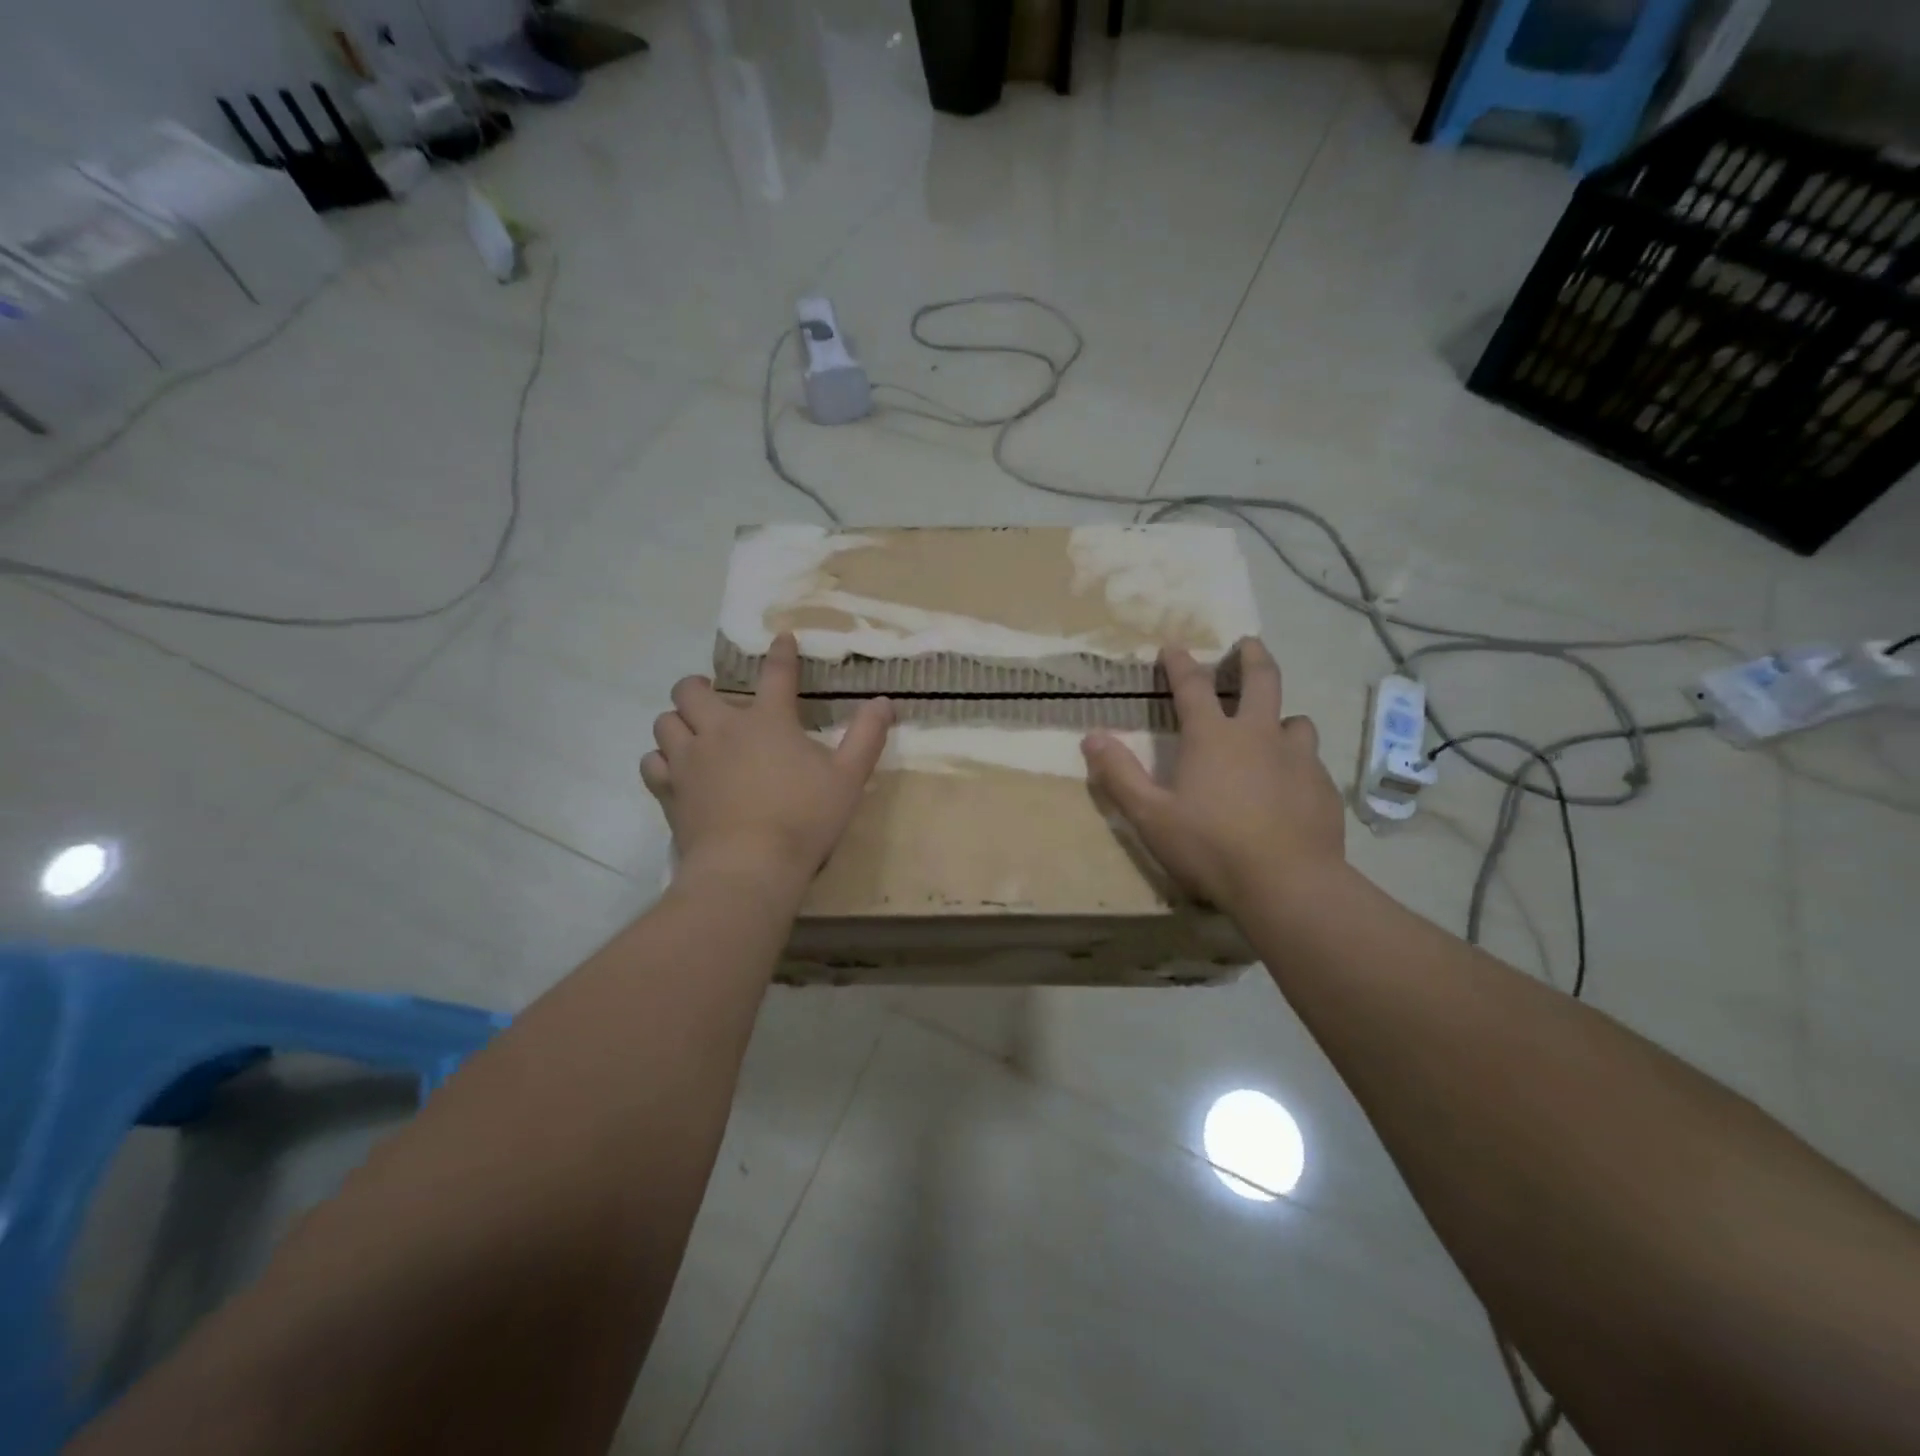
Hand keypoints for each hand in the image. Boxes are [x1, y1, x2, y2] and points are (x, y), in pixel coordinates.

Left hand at [642, 633, 892, 884]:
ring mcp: (690, 759)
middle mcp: (721, 730)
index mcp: (768, 721)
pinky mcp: (670, 790)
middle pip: (692, 689)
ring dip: (678, 721)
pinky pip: (652, 762)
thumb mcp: (849, 777)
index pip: (776, 674)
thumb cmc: (805, 819)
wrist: (748, 867)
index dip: (781, 653)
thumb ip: (867, 736)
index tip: (781, 638)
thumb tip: (883, 702)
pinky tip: (676, 770)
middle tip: (713, 698)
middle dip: (700, 686)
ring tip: (693, 733)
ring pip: (665, 721)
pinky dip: (662, 760)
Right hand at [1081, 637, 1344, 913]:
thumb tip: (1091, 737)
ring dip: (1281, 717)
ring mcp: (1298, 758)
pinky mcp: (1323, 787)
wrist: (1288, 885)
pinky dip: (1297, 761)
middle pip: (1262, 680)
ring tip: (1275, 727)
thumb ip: (1119, 774)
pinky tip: (1291, 784)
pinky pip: (1311, 761)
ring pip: (1295, 721)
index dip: (1180, 663)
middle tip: (1248, 643)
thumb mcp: (1151, 816)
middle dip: (1252, 657)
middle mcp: (1259, 735)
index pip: (1193, 686)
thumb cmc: (1210, 847)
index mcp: (1213, 737)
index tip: (1173, 647)